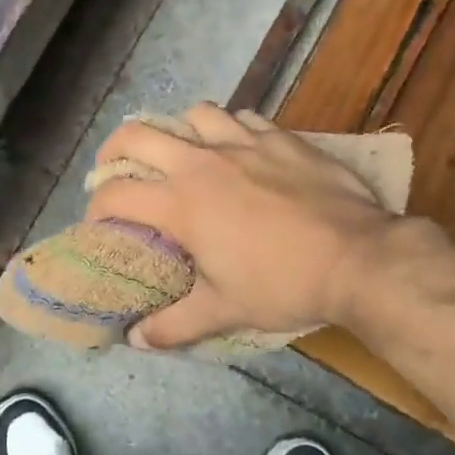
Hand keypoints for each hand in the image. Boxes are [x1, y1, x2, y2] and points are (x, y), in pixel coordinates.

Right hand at [84, 104, 403, 349]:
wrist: (357, 258)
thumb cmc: (282, 284)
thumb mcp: (224, 310)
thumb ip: (174, 325)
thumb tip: (137, 341)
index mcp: (181, 203)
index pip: (116, 195)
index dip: (96, 207)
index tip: (98, 221)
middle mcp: (202, 163)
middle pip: (139, 134)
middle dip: (116, 148)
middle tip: (115, 166)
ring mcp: (244, 143)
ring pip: (195, 114)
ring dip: (178, 130)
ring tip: (182, 151)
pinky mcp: (281, 138)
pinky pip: (243, 118)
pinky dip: (230, 128)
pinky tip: (238, 148)